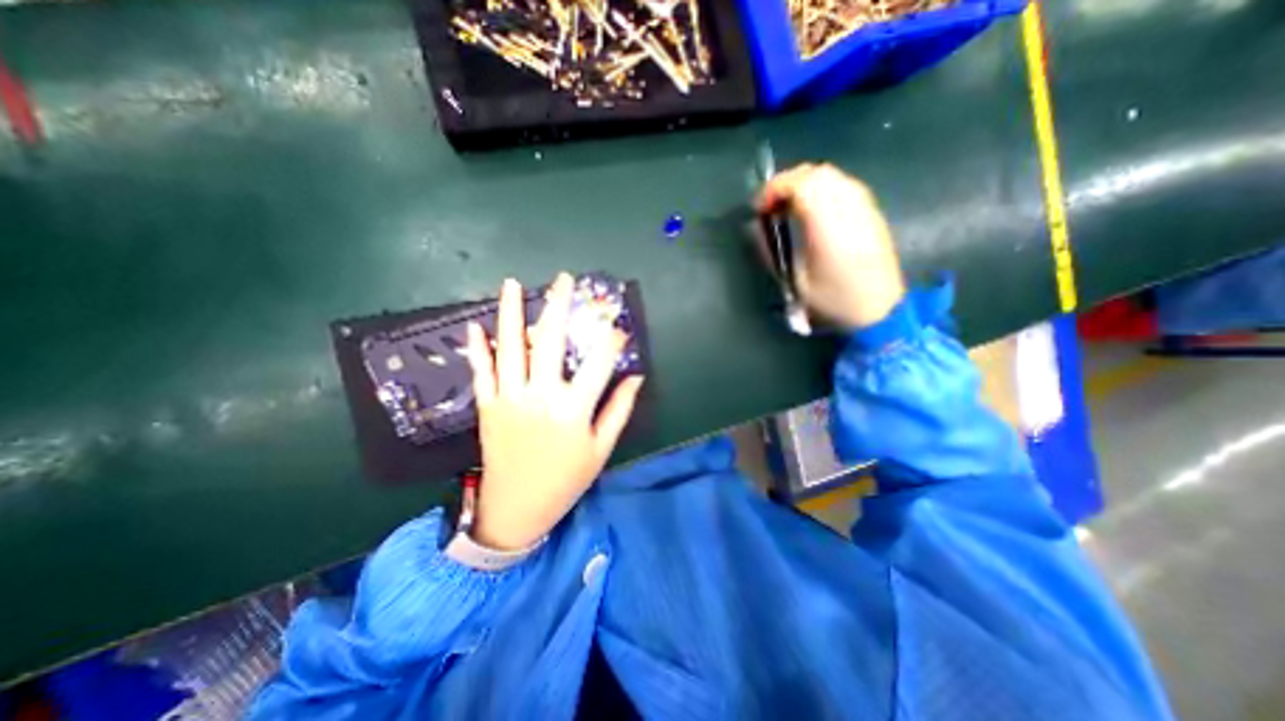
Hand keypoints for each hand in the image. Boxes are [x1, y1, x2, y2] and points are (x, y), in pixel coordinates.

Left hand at [462, 272, 642, 547]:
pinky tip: (475, 324)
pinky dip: (477, 347)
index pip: (598, 363)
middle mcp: (540, 397)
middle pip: (549, 342)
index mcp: (573, 410)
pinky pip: (481, 371)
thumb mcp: (601, 448)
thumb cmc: (566, 480)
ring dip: (509, 313)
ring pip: (509, 348)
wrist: (517, 508)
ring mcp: (509, 399)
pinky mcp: (488, 406)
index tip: (617, 325)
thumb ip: (619, 409)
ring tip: (512, 284)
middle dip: (557, 306)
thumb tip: (636, 377)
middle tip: (562, 280)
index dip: (610, 340)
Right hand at [755, 161, 908, 328]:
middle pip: (817, 173)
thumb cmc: (834, 300)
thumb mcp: (795, 282)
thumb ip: (774, 250)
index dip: (775, 188)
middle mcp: (850, 208)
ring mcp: (865, 208)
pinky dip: (821, 190)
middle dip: (787, 183)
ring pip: (832, 175)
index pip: (802, 184)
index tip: (759, 208)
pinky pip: (843, 186)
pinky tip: (812, 211)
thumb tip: (758, 227)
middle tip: (771, 205)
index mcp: (829, 226)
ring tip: (788, 207)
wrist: (880, 310)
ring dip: (804, 184)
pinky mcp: (872, 213)